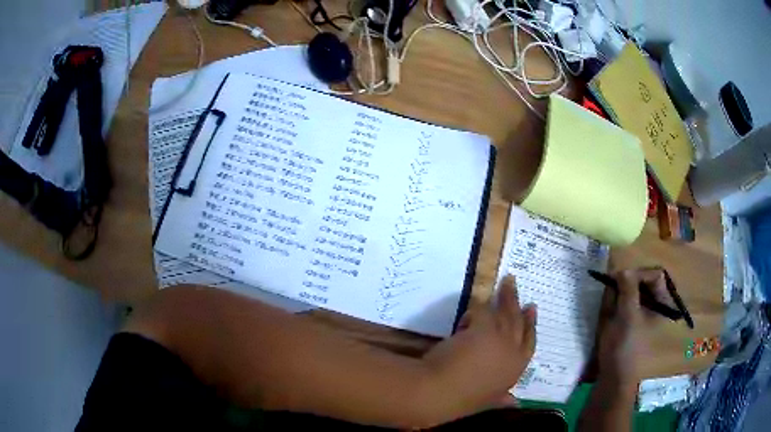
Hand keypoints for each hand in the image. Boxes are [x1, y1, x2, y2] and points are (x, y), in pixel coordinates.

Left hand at [421, 276, 536, 420]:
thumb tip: (515, 402)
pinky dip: (477, 309)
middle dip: (520, 305)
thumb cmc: (460, 400)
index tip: (531, 310)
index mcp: (515, 372)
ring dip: (506, 296)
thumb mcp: (487, 402)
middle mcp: (513, 354)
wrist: (438, 393)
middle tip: (519, 289)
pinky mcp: (482, 328)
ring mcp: (500, 340)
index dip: (531, 327)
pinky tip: (473, 308)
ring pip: (506, 313)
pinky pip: (482, 311)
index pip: (529, 344)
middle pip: (520, 324)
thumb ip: (501, 399)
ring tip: (507, 281)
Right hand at [595, 268, 669, 387]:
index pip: (655, 276)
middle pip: (645, 282)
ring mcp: (646, 314)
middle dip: (628, 283)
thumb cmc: (624, 347)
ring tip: (609, 303)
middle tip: (611, 288)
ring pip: (635, 292)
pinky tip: (609, 312)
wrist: (614, 378)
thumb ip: (628, 290)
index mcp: (663, 304)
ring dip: (621, 294)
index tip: (620, 279)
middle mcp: (657, 306)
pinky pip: (628, 303)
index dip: (639, 274)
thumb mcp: (627, 317)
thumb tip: (624, 268)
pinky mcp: (634, 322)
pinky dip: (618, 303)